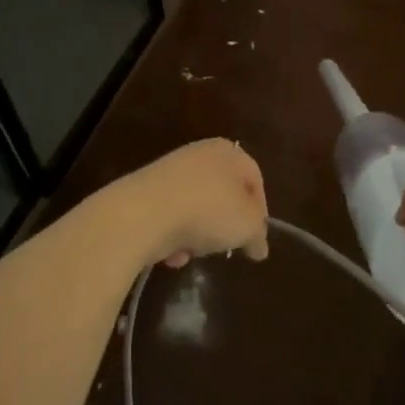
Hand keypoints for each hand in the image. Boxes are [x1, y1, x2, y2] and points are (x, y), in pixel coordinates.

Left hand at [102, 139, 269, 269]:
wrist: (143, 213)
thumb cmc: (207, 211)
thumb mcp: (248, 225)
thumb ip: (258, 234)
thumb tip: (259, 246)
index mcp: (228, 151)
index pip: (254, 179)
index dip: (260, 211)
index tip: (255, 239)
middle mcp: (199, 154)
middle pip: (223, 195)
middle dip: (225, 225)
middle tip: (226, 246)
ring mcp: (169, 171)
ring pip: (196, 209)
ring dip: (197, 235)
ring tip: (194, 250)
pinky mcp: (146, 191)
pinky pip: (170, 217)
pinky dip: (173, 236)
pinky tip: (171, 253)